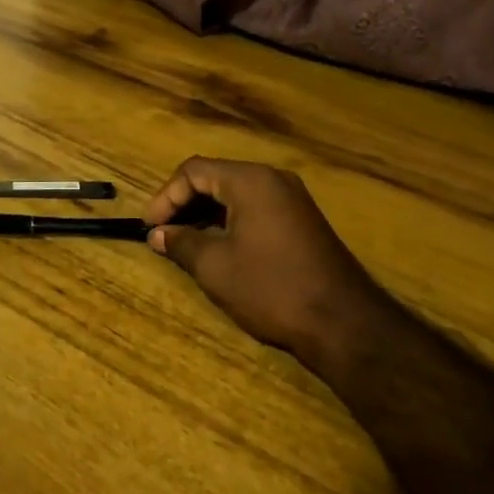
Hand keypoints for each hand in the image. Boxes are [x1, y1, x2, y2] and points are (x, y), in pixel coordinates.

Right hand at [144, 157, 386, 362]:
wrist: (343, 322)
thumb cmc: (271, 288)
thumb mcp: (215, 267)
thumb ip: (181, 243)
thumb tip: (158, 234)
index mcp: (250, 181)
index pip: (194, 171)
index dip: (165, 197)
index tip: (150, 228)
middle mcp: (273, 180)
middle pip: (215, 178)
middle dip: (184, 204)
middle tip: (162, 234)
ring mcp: (292, 200)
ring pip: (236, 195)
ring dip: (205, 214)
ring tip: (183, 243)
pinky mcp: (302, 222)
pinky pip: (255, 209)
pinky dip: (229, 222)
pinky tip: (217, 248)